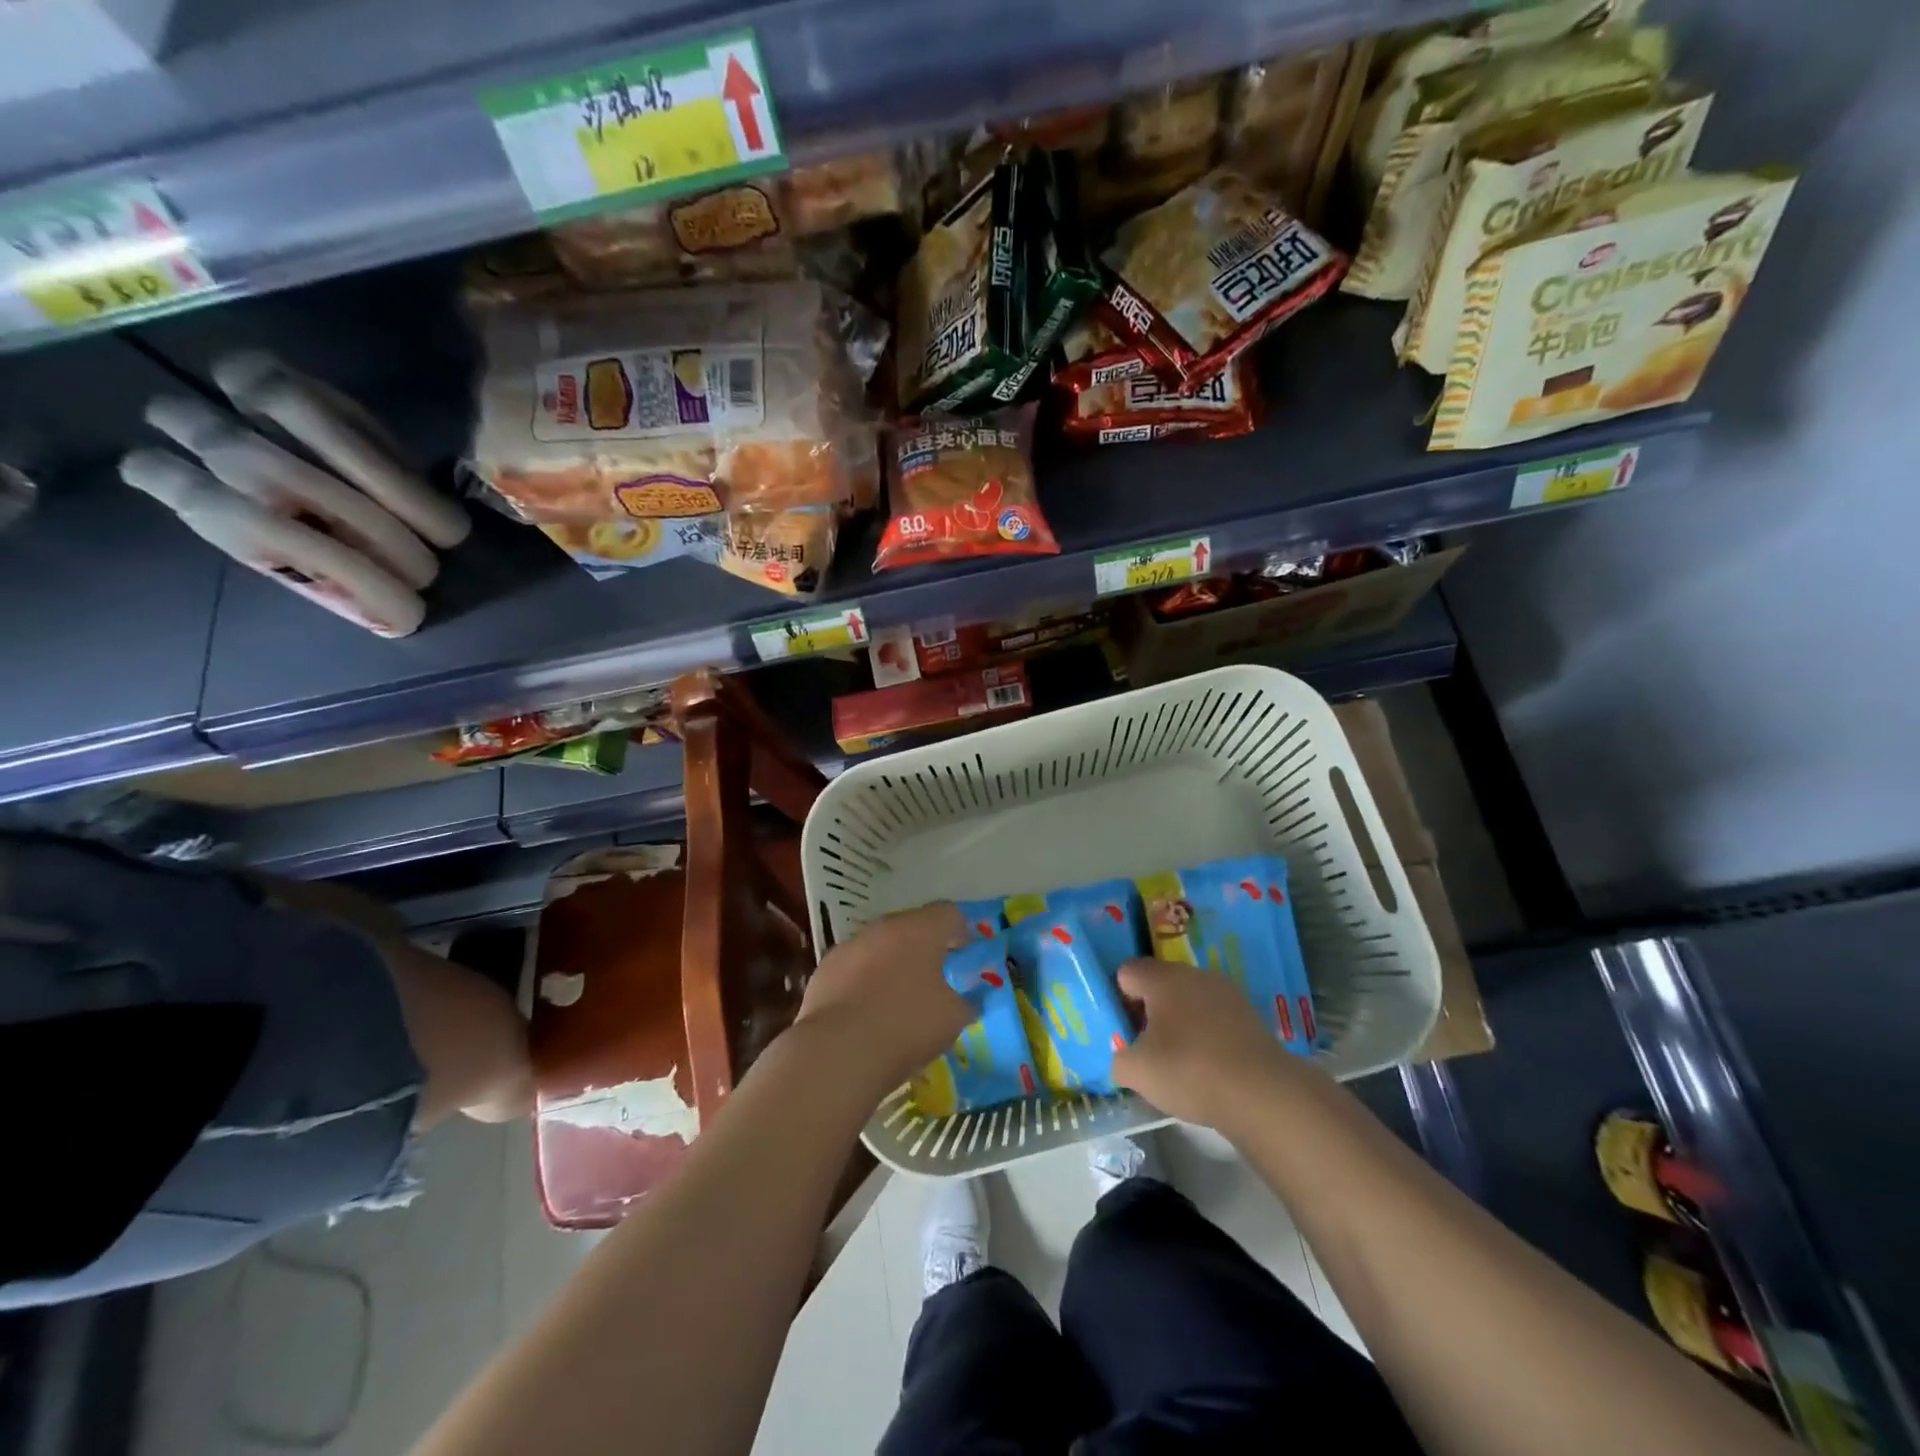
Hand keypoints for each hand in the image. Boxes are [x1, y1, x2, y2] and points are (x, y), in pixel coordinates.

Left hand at [793, 903, 973, 1099]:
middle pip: (911, 926)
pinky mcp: (824, 970)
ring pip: (879, 945)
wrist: (838, 1051)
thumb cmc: (907, 1026)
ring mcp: (850, 946)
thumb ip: (967, 1002)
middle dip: (924, 946)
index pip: (948, 913)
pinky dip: (864, 980)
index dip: (960, 930)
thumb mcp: (953, 1019)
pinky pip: (853, 967)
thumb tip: (969, 998)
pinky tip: (867, 1009)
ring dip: (891, 962)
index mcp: (921, 930)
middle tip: (934, 974)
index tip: (965, 952)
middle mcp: (884, 928)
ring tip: (898, 995)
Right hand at [1112, 958, 1295, 1129]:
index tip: (1125, 1032)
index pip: (1127, 973)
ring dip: (1179, 1025)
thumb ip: (1119, 1057)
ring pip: (1189, 1002)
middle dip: (1149, 1013)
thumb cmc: (1189, 1071)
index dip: (1119, 1001)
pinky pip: (1215, 1019)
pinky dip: (1207, 1037)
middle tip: (1148, 1050)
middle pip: (1160, 985)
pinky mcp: (1251, 1016)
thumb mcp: (1136, 1071)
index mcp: (1163, 977)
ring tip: (1180, 1063)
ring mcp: (1227, 993)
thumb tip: (1124, 1056)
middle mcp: (1195, 974)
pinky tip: (1209, 1069)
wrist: (1264, 1095)